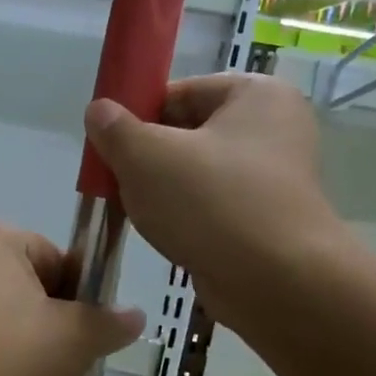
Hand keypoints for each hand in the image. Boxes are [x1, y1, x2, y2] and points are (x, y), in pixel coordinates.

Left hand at [0, 218, 144, 375]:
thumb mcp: (73, 339)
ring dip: (22, 330)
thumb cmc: (4, 353)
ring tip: (27, 369)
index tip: (79, 335)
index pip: (58, 259)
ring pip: (2, 301)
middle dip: (49, 315)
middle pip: (29, 278)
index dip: (78, 299)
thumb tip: (135, 316)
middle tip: (56, 356)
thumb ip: (110, 323)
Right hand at [84, 74, 346, 329]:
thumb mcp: (146, 156)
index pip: (180, 92)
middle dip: (147, 156)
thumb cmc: (211, 203)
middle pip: (188, 132)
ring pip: (197, 173)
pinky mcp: (268, 219)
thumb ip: (115, 129)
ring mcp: (275, 177)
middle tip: (115, 180)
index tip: (109, 145)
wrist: (276, 283)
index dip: (138, 115)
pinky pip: (213, 206)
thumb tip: (98, 111)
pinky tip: (162, 233)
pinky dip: (185, 216)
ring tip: (135, 209)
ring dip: (162, 189)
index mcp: (257, 95)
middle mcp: (275, 129)